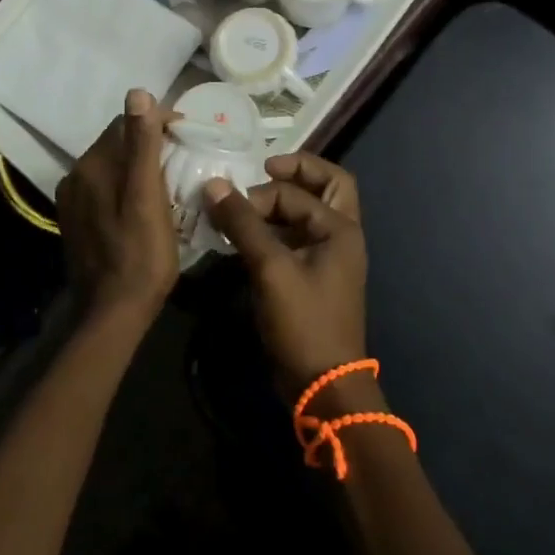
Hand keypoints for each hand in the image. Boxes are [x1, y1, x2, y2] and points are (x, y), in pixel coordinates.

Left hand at [56, 90, 179, 324]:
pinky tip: (145, 202)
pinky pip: (105, 187)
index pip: (125, 123)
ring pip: (112, 166)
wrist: (112, 313)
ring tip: (169, 179)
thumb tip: (138, 93)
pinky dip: (126, 185)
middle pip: (117, 143)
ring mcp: (73, 199)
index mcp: (92, 165)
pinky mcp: (76, 219)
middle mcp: (76, 175)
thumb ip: (143, 145)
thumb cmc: (141, 255)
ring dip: (138, 164)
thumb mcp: (148, 197)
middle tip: (184, 158)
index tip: (188, 135)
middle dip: (150, 143)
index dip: (158, 123)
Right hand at [203, 153, 368, 403]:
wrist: (323, 385)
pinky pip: (297, 237)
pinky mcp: (313, 277)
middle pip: (326, 186)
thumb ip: (243, 224)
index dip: (260, 194)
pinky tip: (246, 236)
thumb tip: (213, 184)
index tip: (230, 205)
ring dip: (282, 203)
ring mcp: (328, 257)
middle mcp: (341, 235)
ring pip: (310, 212)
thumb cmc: (304, 322)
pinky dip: (275, 229)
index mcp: (341, 228)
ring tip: (245, 205)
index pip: (296, 192)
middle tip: (263, 169)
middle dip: (296, 173)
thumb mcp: (271, 269)